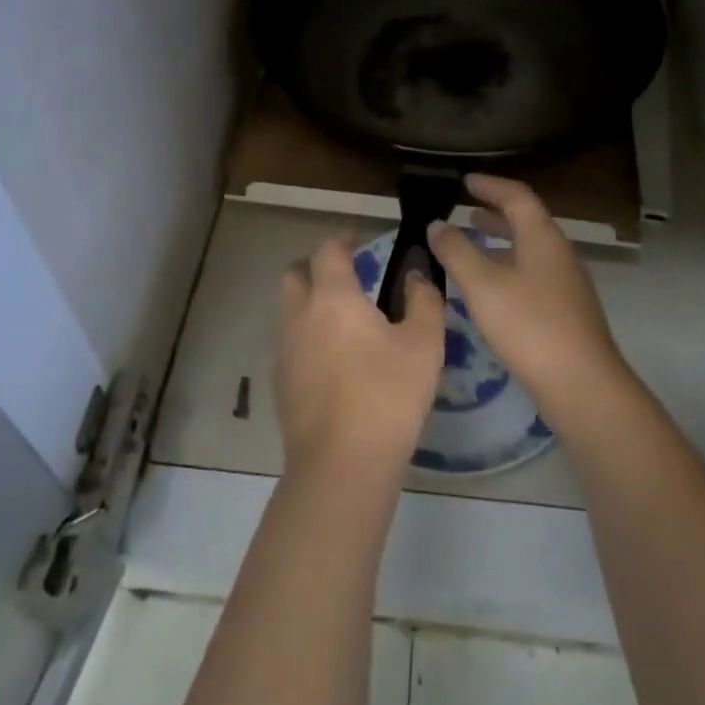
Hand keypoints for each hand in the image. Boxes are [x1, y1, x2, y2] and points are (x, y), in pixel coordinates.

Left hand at [276, 235, 445, 478]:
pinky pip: (290, 346)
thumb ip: (423, 300)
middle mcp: (300, 316)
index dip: (343, 240)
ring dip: (309, 306)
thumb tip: (416, 275)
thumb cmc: (388, 394)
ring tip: (344, 325)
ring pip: (289, 312)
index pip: (328, 250)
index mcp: (333, 297)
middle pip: (294, 275)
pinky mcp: (280, 384)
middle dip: (316, 269)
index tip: (360, 242)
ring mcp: (285, 351)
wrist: (342, 464)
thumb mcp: (424, 344)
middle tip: (347, 281)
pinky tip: (334, 365)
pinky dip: (307, 341)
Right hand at [429, 174, 628, 417]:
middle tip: (466, 210)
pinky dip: (508, 268)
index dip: (490, 185)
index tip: (465, 180)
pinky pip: (532, 275)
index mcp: (542, 238)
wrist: (582, 385)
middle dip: (495, 213)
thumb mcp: (483, 285)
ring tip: (472, 246)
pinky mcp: (566, 312)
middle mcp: (559, 254)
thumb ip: (457, 251)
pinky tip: (490, 290)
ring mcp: (566, 284)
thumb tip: (437, 224)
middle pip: (526, 222)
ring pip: (529, 251)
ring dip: (500, 243)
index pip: (517, 196)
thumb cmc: (529, 325)